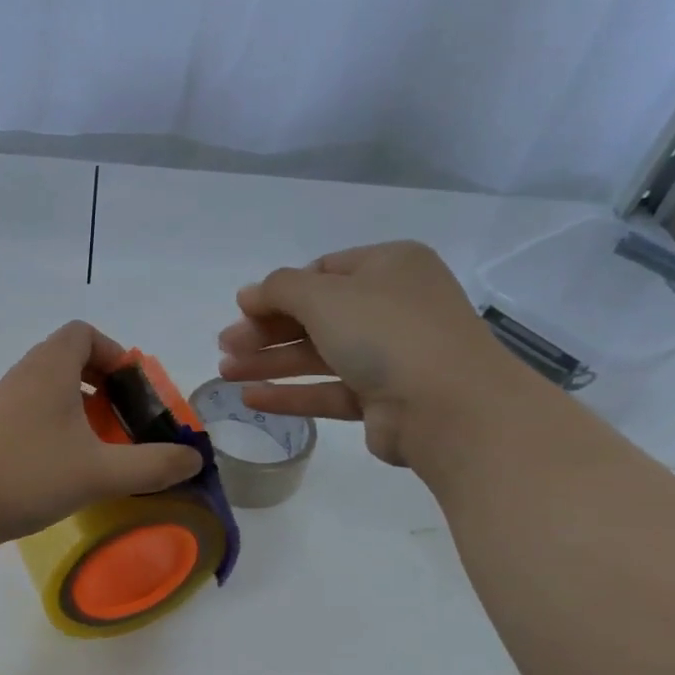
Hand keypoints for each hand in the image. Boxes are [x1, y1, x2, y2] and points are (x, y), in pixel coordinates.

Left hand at [0, 322, 204, 556]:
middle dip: (105, 387)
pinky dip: (59, 432)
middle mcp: (25, 376)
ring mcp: (4, 405)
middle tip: (126, 422)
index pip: (83, 333)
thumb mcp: (100, 472)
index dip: (114, 353)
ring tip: (105, 449)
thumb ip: (152, 465)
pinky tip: (70, 470)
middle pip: (70, 361)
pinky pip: (35, 417)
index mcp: (49, 367)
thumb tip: (194, 460)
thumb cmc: (27, 473)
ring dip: (82, 413)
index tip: (133, 390)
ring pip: (51, 393)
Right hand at [217, 241, 535, 468]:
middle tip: (224, 346)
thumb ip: (279, 289)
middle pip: (315, 315)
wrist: (450, 407)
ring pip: (318, 355)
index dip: (278, 291)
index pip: (322, 272)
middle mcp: (392, 306)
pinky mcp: (383, 399)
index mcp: (389, 267)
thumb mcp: (325, 296)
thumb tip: (249, 294)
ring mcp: (391, 355)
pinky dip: (291, 393)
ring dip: (270, 362)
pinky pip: (329, 390)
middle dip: (265, 331)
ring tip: (225, 374)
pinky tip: (251, 399)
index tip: (241, 310)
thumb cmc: (387, 333)